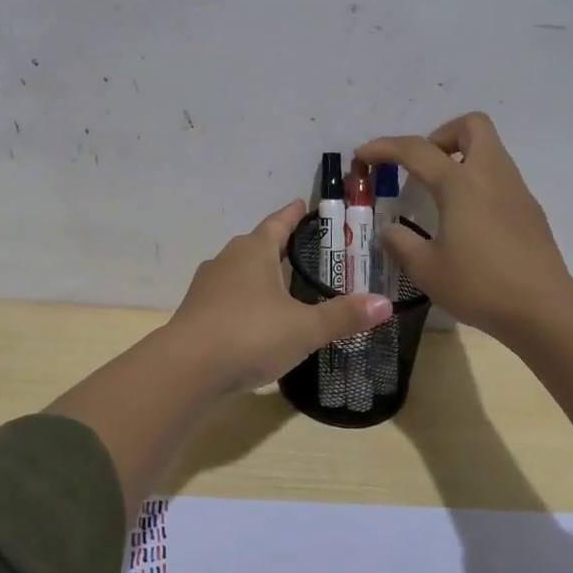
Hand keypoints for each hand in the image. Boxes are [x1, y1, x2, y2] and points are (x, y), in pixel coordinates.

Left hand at [168, 200, 392, 393]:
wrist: (186, 368)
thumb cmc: (249, 335)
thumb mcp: (304, 328)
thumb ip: (343, 316)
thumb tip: (385, 303)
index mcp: (254, 250)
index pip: (278, 222)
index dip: (294, 214)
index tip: (305, 204)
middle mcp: (227, 259)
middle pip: (258, 244)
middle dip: (280, 245)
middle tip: (306, 250)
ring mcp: (207, 286)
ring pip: (240, 271)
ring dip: (261, 274)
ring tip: (284, 285)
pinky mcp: (196, 312)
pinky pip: (227, 297)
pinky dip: (245, 300)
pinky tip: (257, 319)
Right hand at [356, 113, 572, 344]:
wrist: (544, 309)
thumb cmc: (479, 285)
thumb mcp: (426, 269)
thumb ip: (401, 244)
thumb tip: (390, 231)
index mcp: (460, 183)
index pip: (417, 150)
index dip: (385, 147)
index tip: (363, 155)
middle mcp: (491, 175)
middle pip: (471, 125)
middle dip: (441, 135)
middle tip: (422, 166)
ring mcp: (516, 190)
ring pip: (489, 150)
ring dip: (461, 158)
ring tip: (439, 196)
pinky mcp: (530, 210)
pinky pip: (500, 178)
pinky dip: (478, 183)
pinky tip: (467, 221)